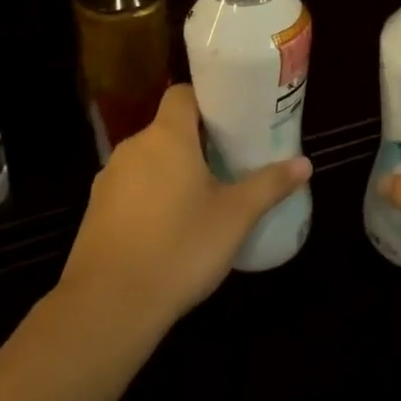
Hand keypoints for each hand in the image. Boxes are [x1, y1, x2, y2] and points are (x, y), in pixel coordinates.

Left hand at [57, 84, 311, 332]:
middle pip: (168, 129)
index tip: (232, 122)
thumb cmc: (180, 248)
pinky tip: (170, 228)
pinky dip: (150, 197)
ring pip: (149, 160)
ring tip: (202, 197)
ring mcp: (109, 179)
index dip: (207, 102)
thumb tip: (305, 163)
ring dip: (172, 171)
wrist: (109, 306)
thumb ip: (269, 185)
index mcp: (167, 137)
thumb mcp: (235, 217)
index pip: (182, 94)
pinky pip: (131, 188)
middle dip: (197, 142)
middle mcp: (133, 147)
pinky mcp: (96, 211)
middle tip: (228, 162)